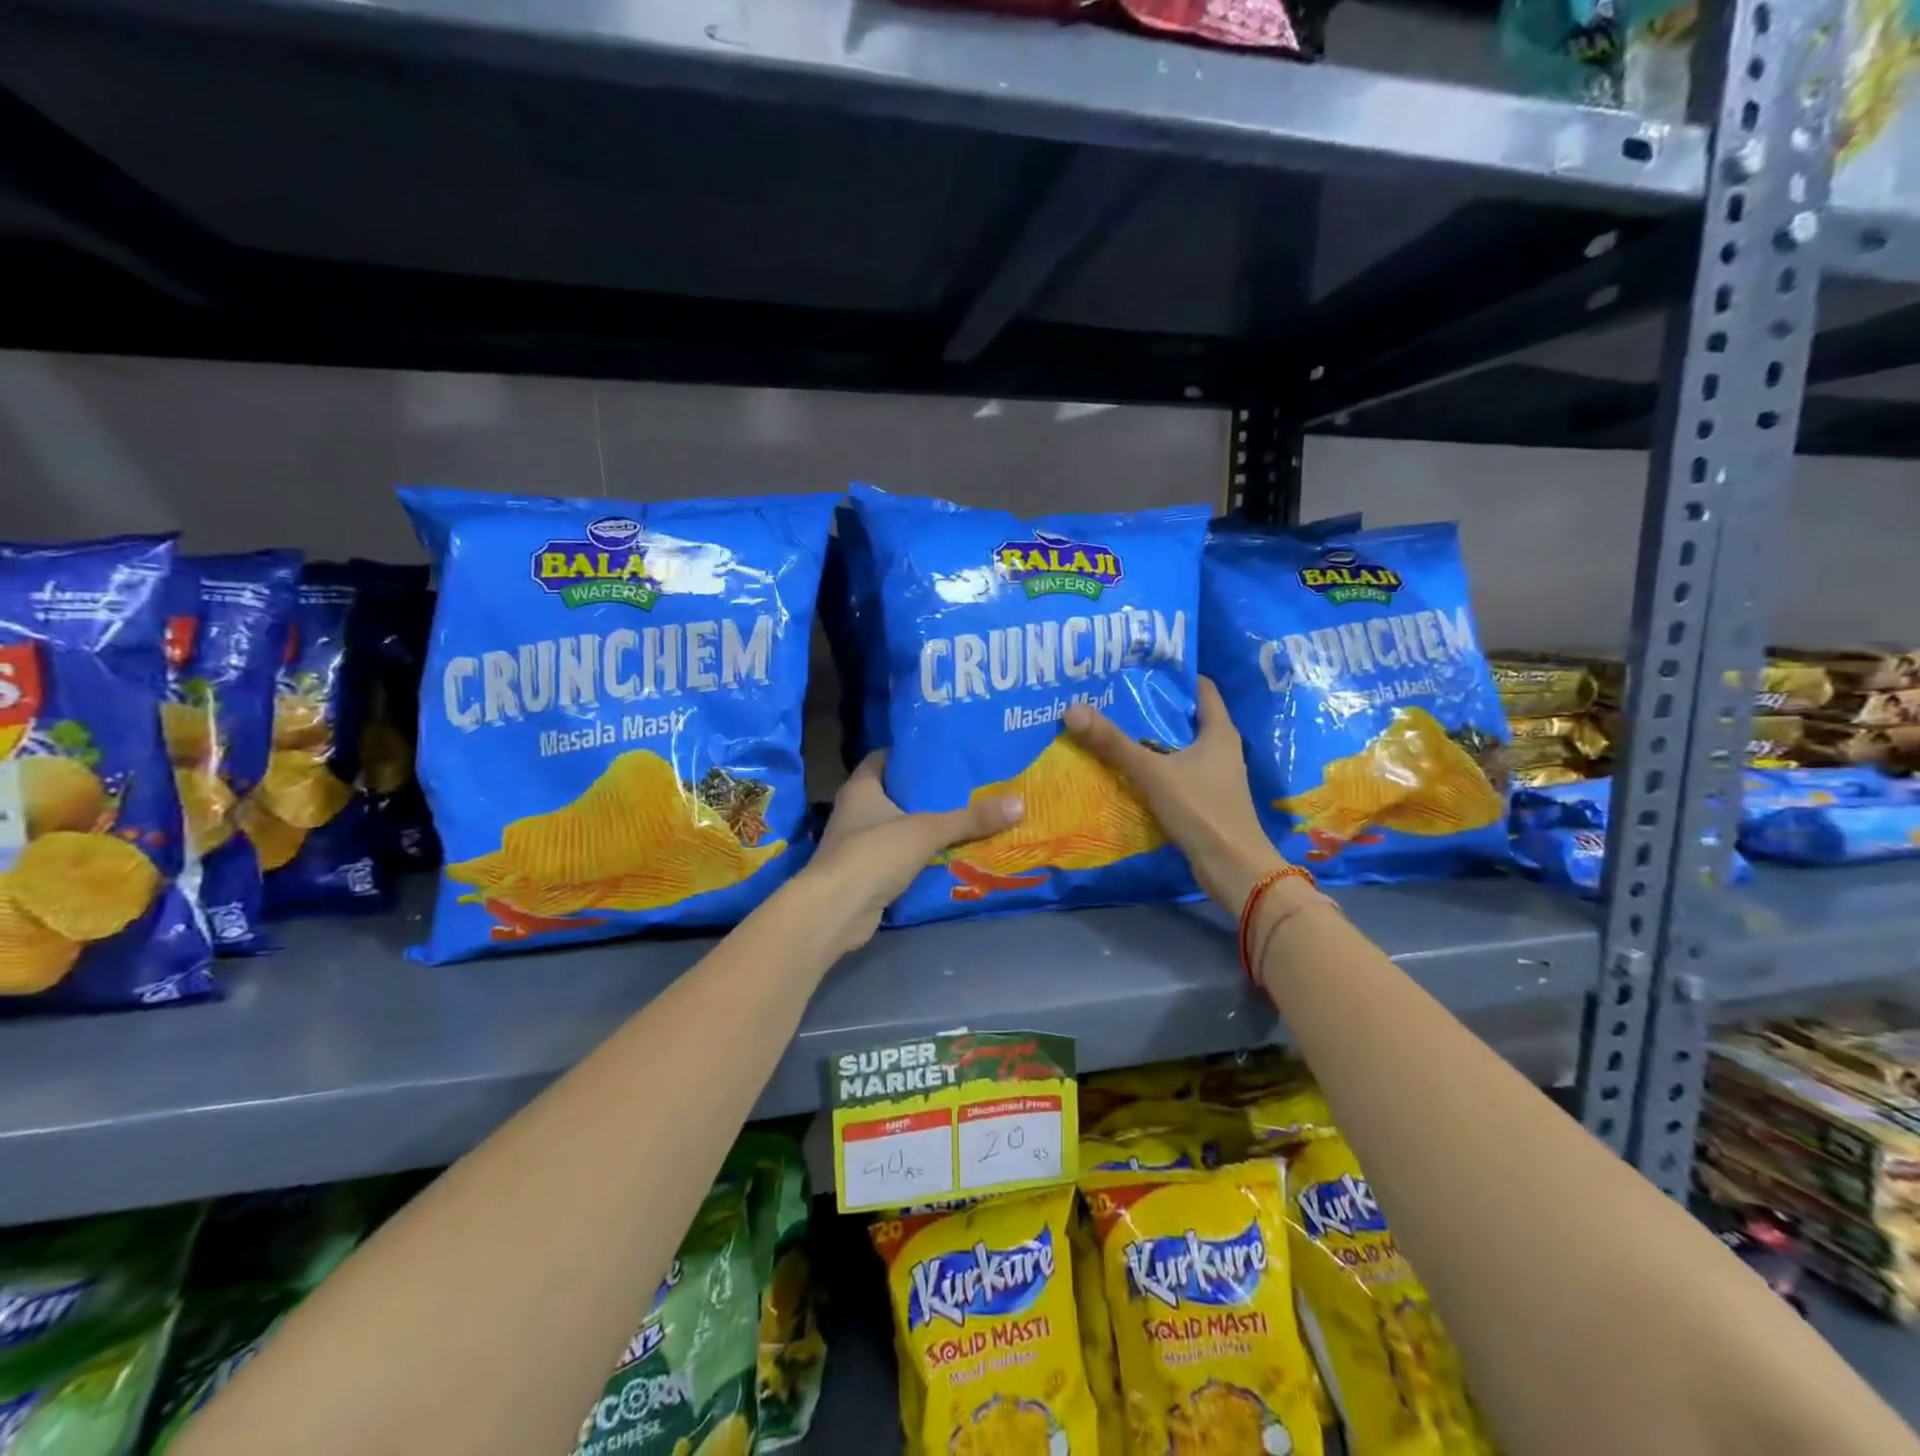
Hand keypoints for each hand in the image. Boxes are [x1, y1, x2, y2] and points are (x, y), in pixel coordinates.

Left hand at [800, 752, 1023, 955]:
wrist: (836, 910)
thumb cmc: (873, 854)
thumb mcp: (926, 830)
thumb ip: (969, 818)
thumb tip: (1018, 803)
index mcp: (861, 787)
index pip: (884, 758)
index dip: (910, 754)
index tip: (943, 753)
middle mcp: (855, 811)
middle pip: (894, 793)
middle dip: (926, 792)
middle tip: (966, 786)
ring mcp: (858, 844)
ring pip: (898, 828)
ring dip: (925, 827)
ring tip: (966, 819)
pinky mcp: (866, 874)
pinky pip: (898, 858)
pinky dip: (920, 856)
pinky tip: (949, 855)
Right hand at [1064, 677, 1284, 910]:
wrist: (1233, 868)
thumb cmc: (1202, 810)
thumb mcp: (1154, 772)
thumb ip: (1114, 743)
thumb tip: (1073, 709)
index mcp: (1219, 731)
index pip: (1200, 688)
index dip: (1173, 674)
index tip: (1139, 666)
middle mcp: (1220, 748)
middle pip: (1183, 717)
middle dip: (1151, 707)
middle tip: (1113, 695)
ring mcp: (1212, 776)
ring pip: (1176, 747)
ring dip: (1149, 739)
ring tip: (1111, 727)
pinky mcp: (1202, 800)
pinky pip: (1173, 773)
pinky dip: (1152, 768)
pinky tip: (1123, 769)